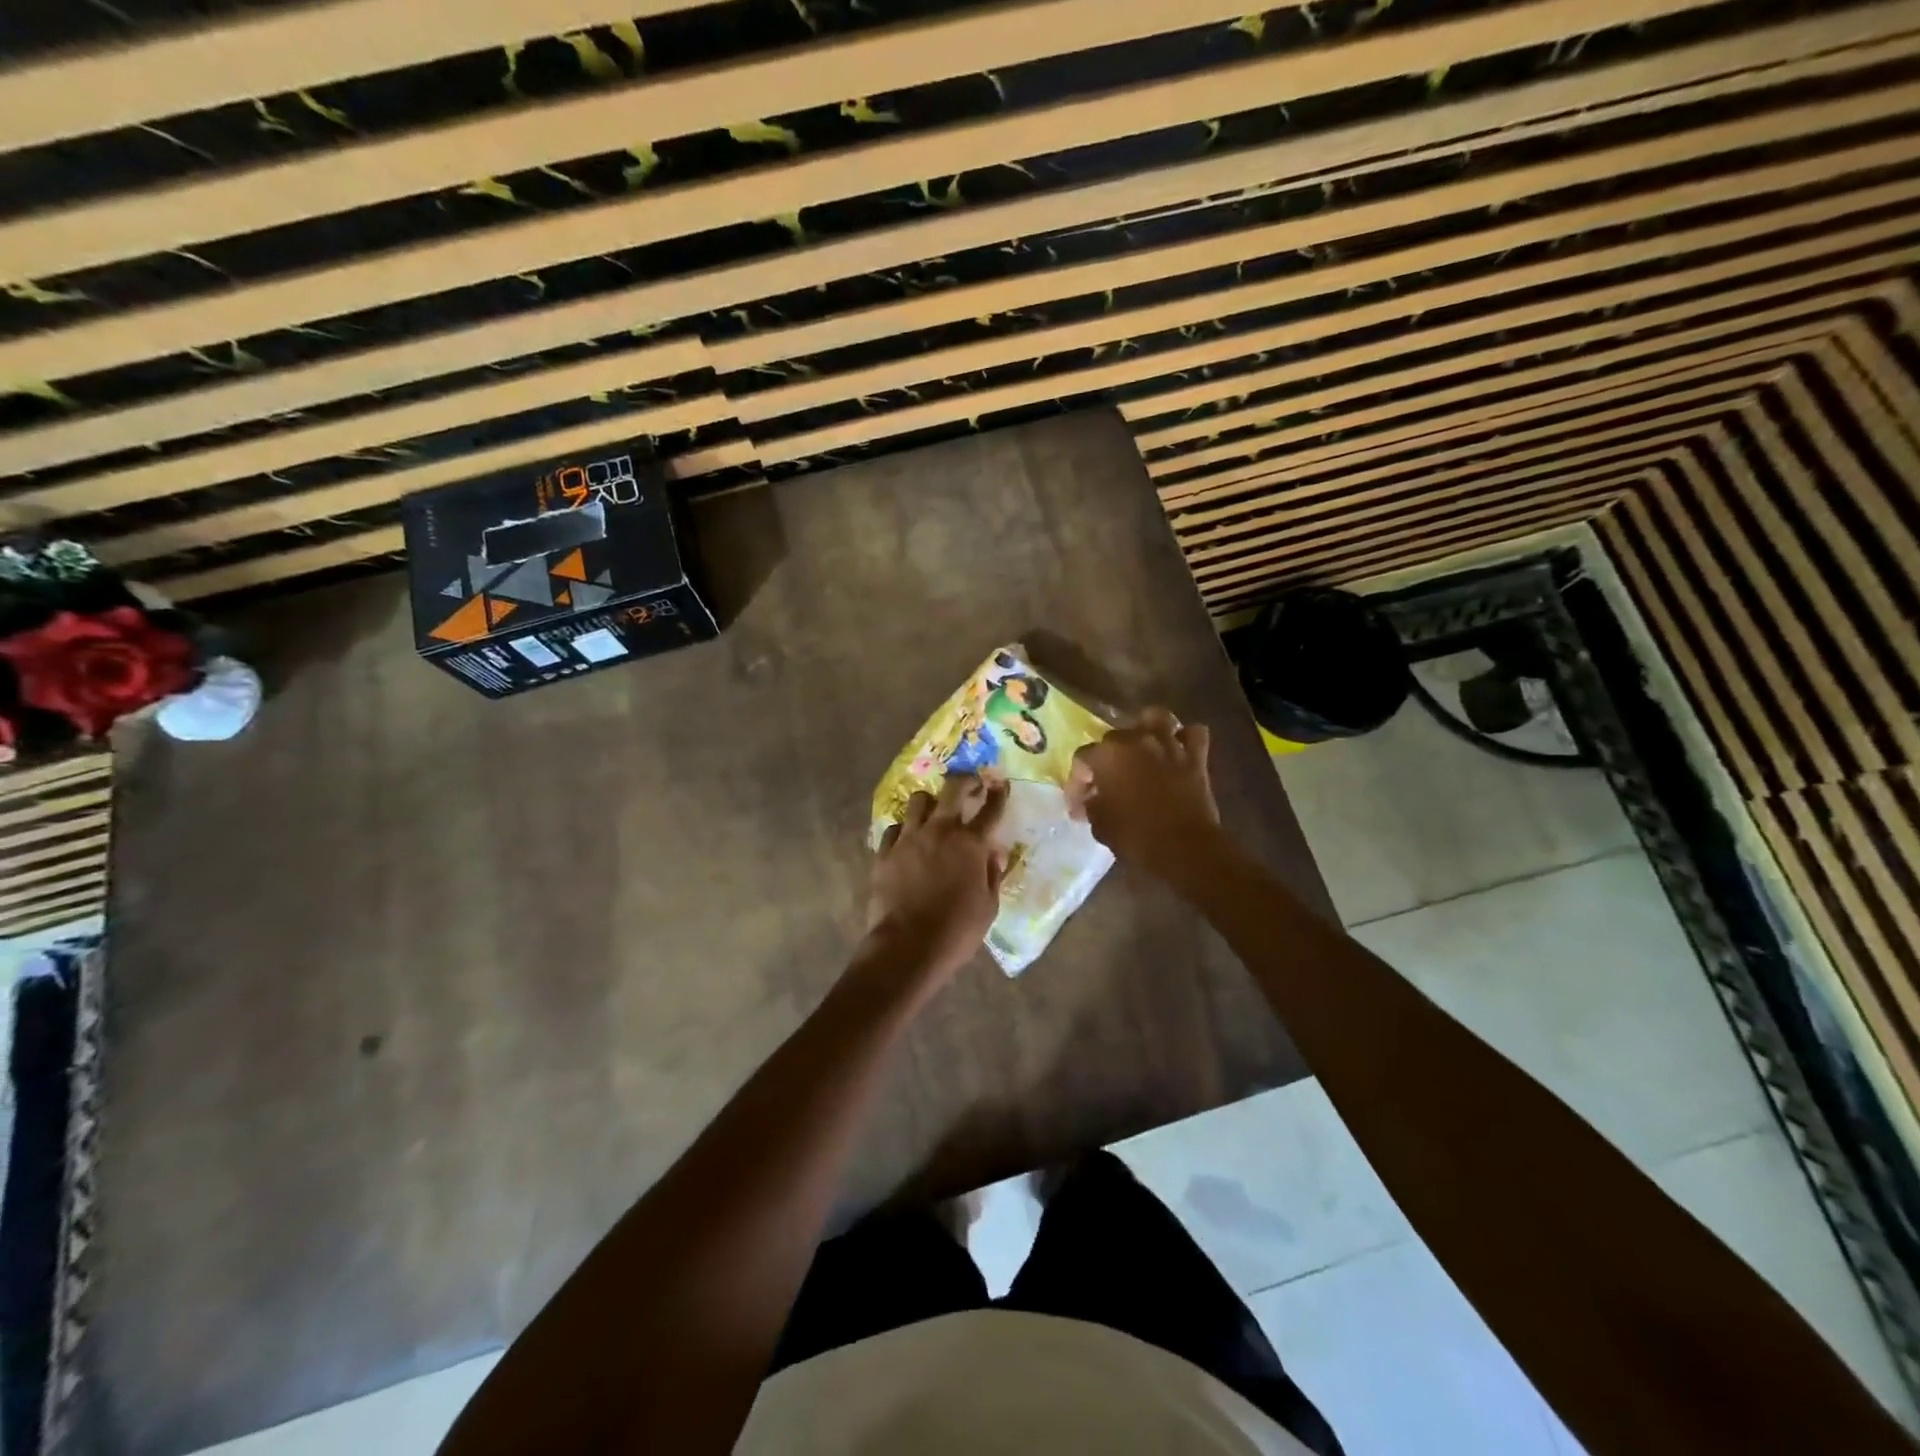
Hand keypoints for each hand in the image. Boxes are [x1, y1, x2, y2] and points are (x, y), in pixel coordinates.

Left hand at [868, 773, 1008, 983]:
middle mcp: (940, 831)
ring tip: (933, 810)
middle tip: (969, 783)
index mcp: (970, 844)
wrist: (908, 946)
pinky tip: (907, 839)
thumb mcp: (988, 906)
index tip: (1001, 785)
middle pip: (952, 790)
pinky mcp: (885, 852)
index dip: (999, 794)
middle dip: (964, 781)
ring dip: (930, 802)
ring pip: (918, 801)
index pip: (990, 809)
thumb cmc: (957, 930)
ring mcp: (909, 839)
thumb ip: (992, 875)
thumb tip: (993, 855)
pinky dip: (904, 830)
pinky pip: (894, 828)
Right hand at [1068, 707, 1221, 884]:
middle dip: (1107, 759)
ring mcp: (1168, 745)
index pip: (1082, 759)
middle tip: (1106, 785)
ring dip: (1147, 729)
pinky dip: (1185, 739)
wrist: (1185, 850)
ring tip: (1142, 748)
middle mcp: (1136, 740)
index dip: (1077, 782)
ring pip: (1156, 718)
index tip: (1078, 806)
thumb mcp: (1100, 824)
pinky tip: (1177, 751)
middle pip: (1114, 737)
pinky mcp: (1196, 758)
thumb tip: (1090, 800)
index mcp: (1107, 755)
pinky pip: (1193, 735)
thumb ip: (1091, 805)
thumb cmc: (1136, 837)